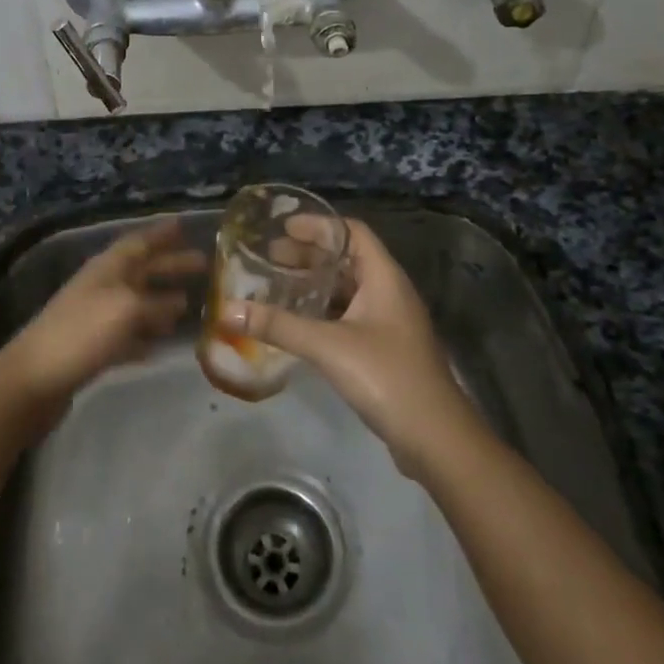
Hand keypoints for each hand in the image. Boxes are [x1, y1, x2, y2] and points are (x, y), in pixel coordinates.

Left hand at [0, 218, 203, 416]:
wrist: (34, 380)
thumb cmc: (82, 333)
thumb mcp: (127, 310)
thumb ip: (156, 304)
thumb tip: (179, 302)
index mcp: (108, 268)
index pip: (139, 242)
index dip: (161, 233)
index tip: (184, 225)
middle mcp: (102, 286)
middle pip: (141, 270)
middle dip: (170, 265)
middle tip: (203, 264)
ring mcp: (95, 318)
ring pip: (136, 302)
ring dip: (160, 302)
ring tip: (189, 304)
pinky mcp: (92, 348)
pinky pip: (127, 334)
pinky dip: (145, 335)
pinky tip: (160, 344)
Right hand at [224, 217, 481, 475]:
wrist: (436, 438)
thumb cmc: (386, 376)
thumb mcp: (328, 346)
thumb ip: (279, 326)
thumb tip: (228, 311)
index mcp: (385, 277)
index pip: (352, 231)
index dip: (319, 225)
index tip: (282, 228)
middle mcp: (390, 291)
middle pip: (348, 259)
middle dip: (310, 255)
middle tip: (270, 257)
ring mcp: (390, 321)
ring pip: (349, 288)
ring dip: (316, 283)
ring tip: (279, 286)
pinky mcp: (386, 348)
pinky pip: (351, 315)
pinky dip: (325, 310)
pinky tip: (299, 322)